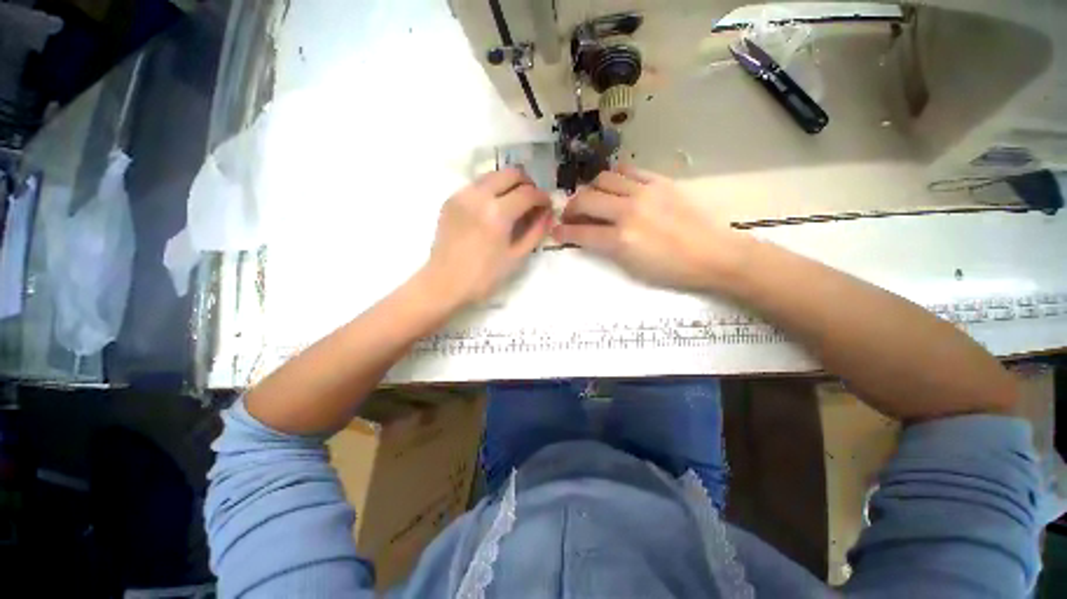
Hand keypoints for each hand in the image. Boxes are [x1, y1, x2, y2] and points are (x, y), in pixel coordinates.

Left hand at [422, 168, 551, 306]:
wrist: (443, 283)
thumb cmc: (484, 277)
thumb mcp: (516, 257)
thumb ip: (535, 232)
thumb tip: (548, 214)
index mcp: (497, 213)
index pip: (528, 193)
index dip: (542, 197)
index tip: (547, 205)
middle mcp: (479, 196)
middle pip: (511, 173)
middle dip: (527, 184)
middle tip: (532, 201)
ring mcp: (462, 195)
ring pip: (492, 175)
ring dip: (508, 184)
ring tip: (514, 204)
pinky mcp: (451, 200)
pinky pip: (476, 185)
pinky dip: (491, 190)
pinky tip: (492, 209)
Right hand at [553, 166, 751, 290]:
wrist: (715, 254)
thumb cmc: (672, 271)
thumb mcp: (632, 268)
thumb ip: (606, 249)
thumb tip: (588, 235)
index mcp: (621, 240)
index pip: (580, 232)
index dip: (563, 232)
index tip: (554, 230)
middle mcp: (628, 211)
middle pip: (586, 199)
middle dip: (570, 208)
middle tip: (570, 215)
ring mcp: (644, 192)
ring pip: (603, 179)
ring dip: (590, 189)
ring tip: (592, 199)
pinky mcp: (660, 181)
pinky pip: (628, 170)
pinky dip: (614, 177)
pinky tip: (614, 186)